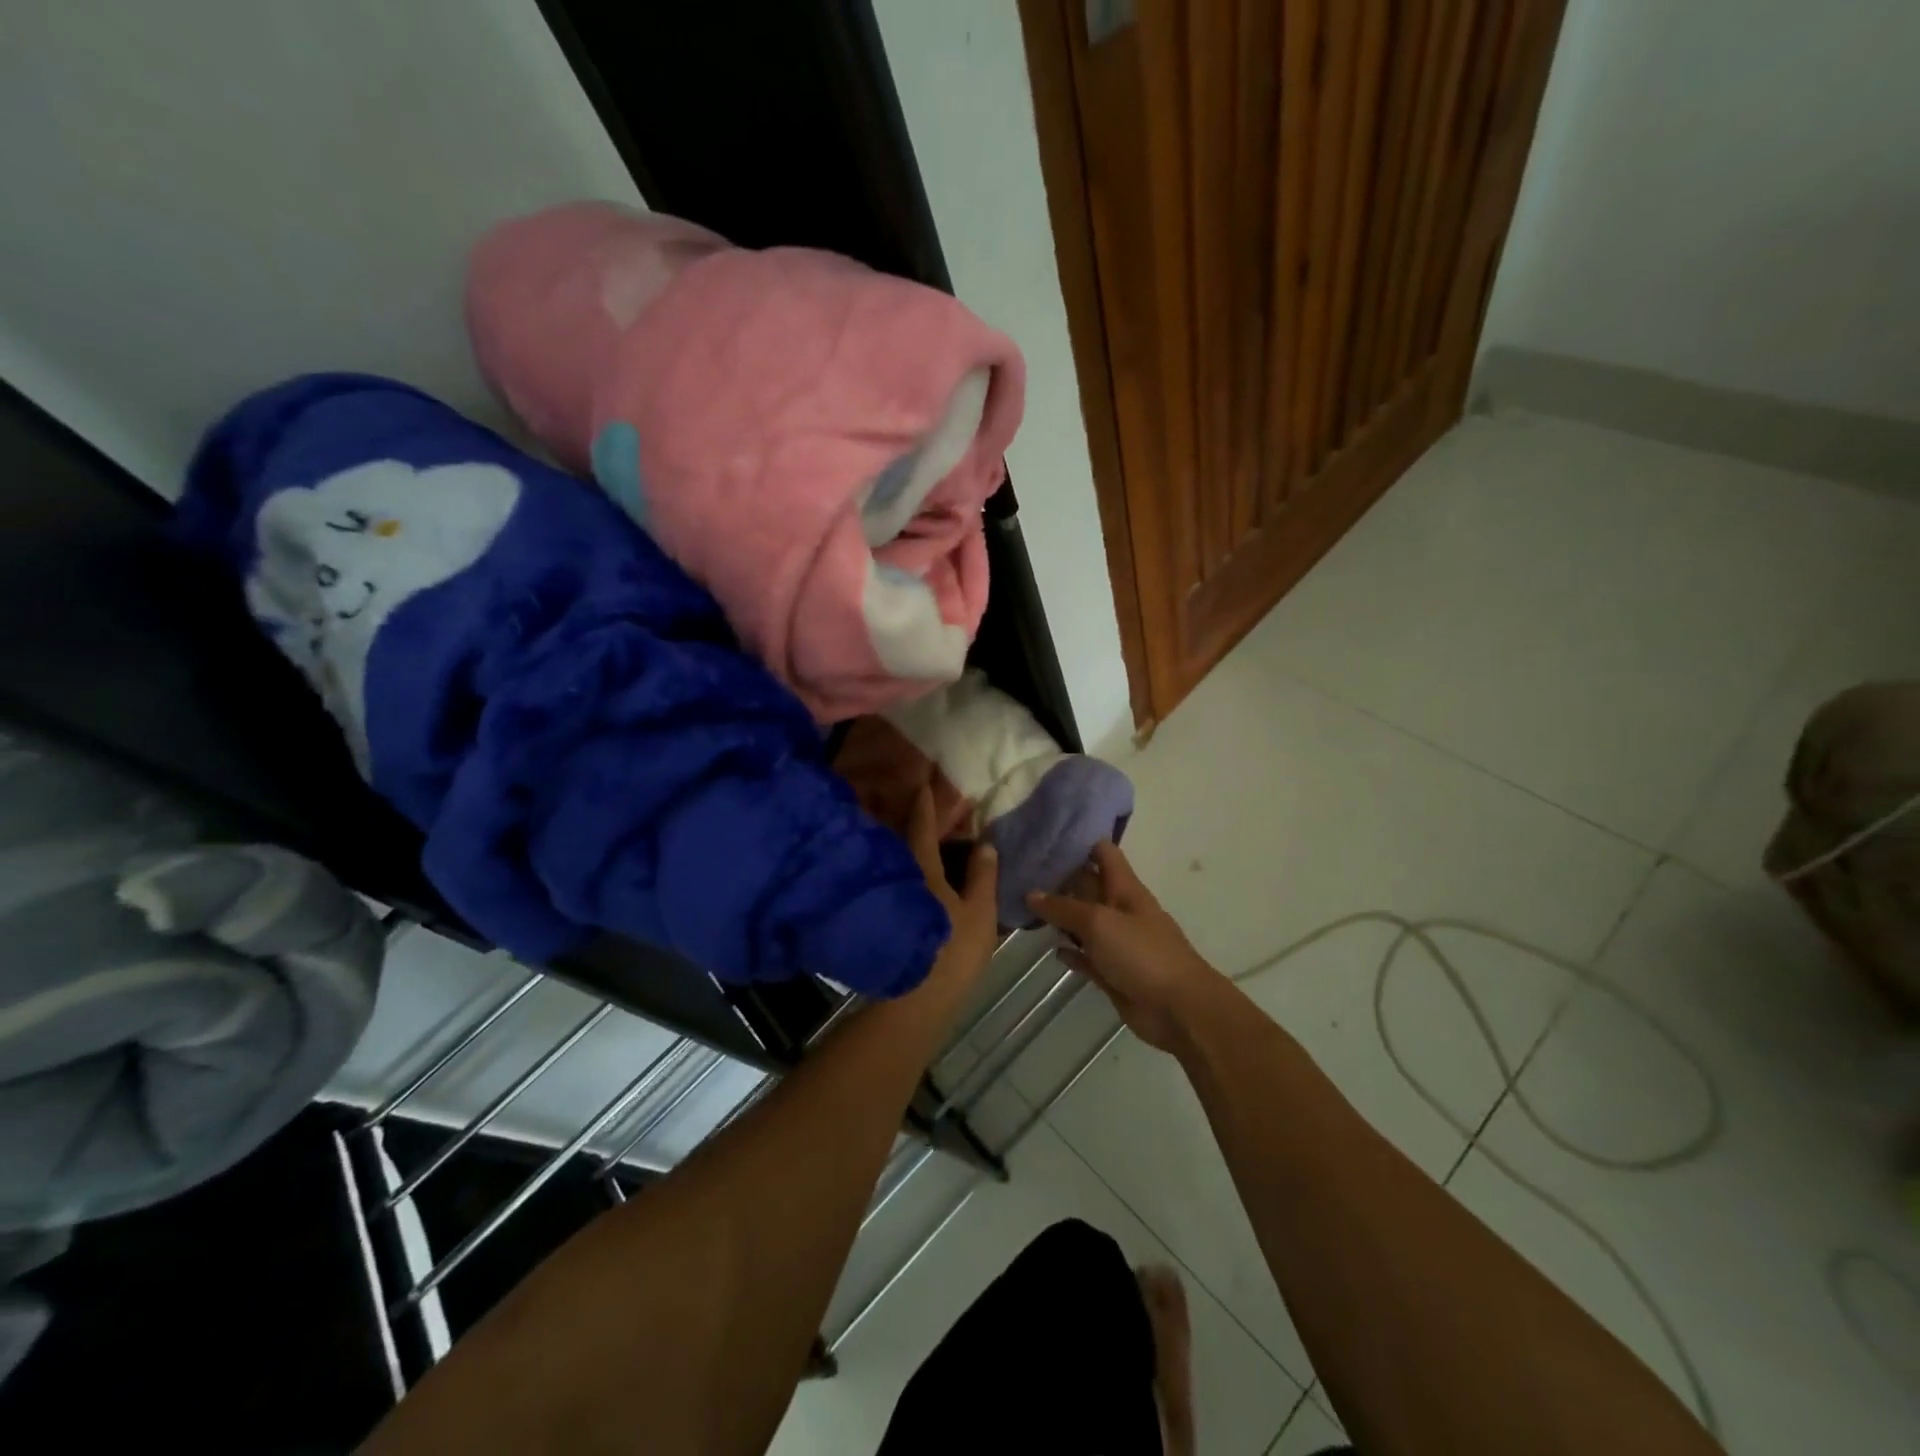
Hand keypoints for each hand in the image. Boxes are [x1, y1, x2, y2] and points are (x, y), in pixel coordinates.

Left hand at [905, 787, 997, 1003]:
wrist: (917, 1001)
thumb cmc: (951, 952)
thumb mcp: (978, 913)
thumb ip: (982, 876)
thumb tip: (985, 842)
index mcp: (924, 872)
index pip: (922, 828)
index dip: (925, 804)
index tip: (923, 782)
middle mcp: (905, 878)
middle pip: (909, 842)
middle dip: (919, 821)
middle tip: (932, 803)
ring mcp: (897, 899)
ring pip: (908, 862)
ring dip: (919, 845)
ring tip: (936, 833)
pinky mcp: (896, 917)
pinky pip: (908, 879)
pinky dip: (919, 868)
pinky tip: (932, 873)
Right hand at [1027, 841, 1223, 1053]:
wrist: (1178, 1009)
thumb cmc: (1141, 953)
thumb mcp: (1099, 922)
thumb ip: (1063, 908)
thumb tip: (1031, 893)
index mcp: (1124, 888)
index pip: (1102, 852)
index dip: (1078, 841)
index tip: (1044, 836)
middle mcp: (1119, 909)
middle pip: (1087, 885)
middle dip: (1059, 878)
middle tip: (1020, 871)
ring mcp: (1116, 942)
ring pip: (1083, 922)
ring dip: (1060, 917)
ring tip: (1024, 908)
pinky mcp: (1112, 972)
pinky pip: (1086, 956)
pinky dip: (1071, 952)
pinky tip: (1052, 950)